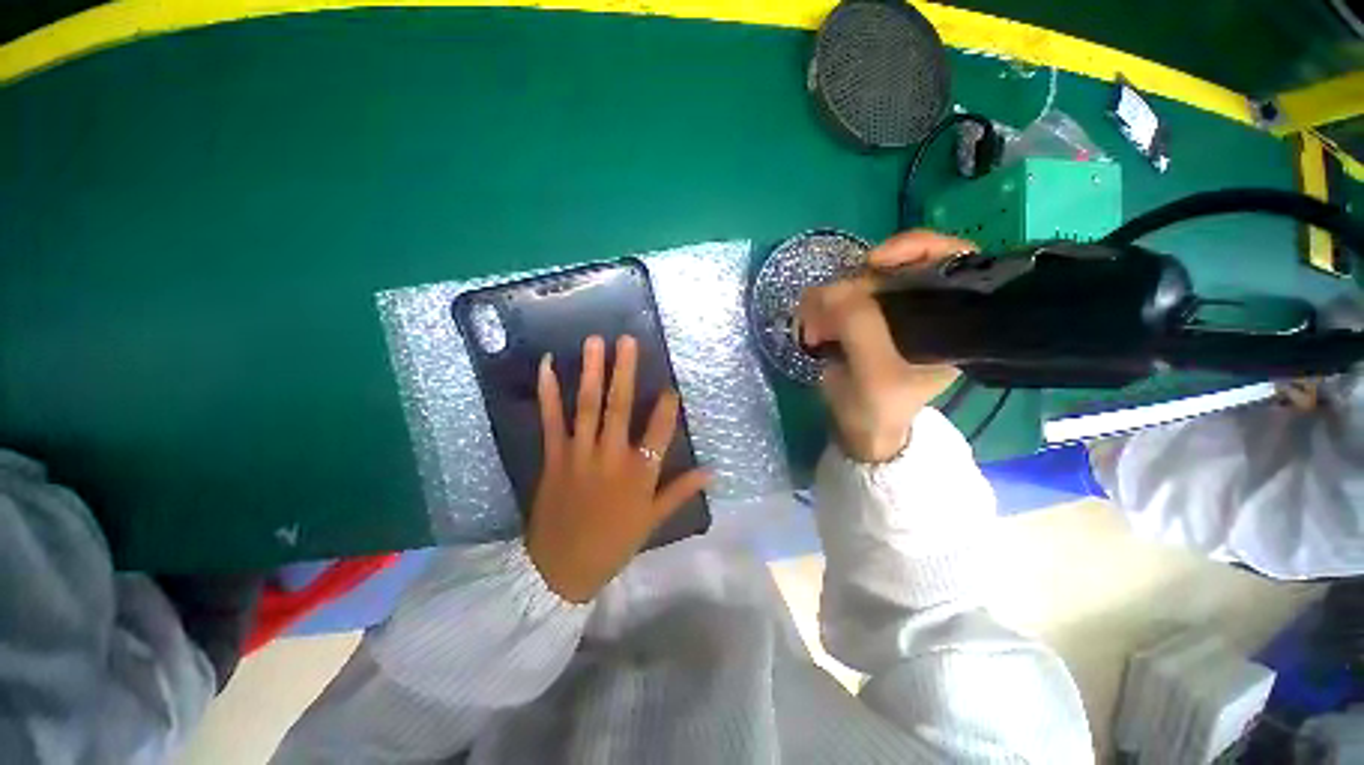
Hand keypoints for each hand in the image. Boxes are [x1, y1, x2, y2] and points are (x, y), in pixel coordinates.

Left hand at [526, 335, 709, 603]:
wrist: (561, 568)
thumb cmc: (613, 543)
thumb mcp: (652, 521)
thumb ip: (681, 491)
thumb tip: (712, 472)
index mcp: (639, 474)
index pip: (659, 431)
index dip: (666, 406)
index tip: (670, 385)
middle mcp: (611, 456)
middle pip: (620, 408)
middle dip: (625, 372)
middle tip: (627, 341)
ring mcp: (579, 453)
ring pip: (587, 407)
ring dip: (592, 373)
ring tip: (594, 343)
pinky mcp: (554, 456)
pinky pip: (551, 420)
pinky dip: (549, 393)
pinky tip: (549, 367)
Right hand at [796, 230, 974, 461]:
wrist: (860, 432)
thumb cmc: (878, 410)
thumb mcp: (874, 373)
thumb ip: (858, 326)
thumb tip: (828, 290)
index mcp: (952, 323)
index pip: (952, 260)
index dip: (916, 247)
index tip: (874, 262)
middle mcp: (925, 309)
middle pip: (897, 267)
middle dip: (856, 284)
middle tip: (826, 309)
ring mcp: (891, 313)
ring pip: (864, 282)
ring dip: (833, 297)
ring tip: (814, 324)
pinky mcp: (862, 321)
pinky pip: (843, 298)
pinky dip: (823, 304)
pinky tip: (813, 321)